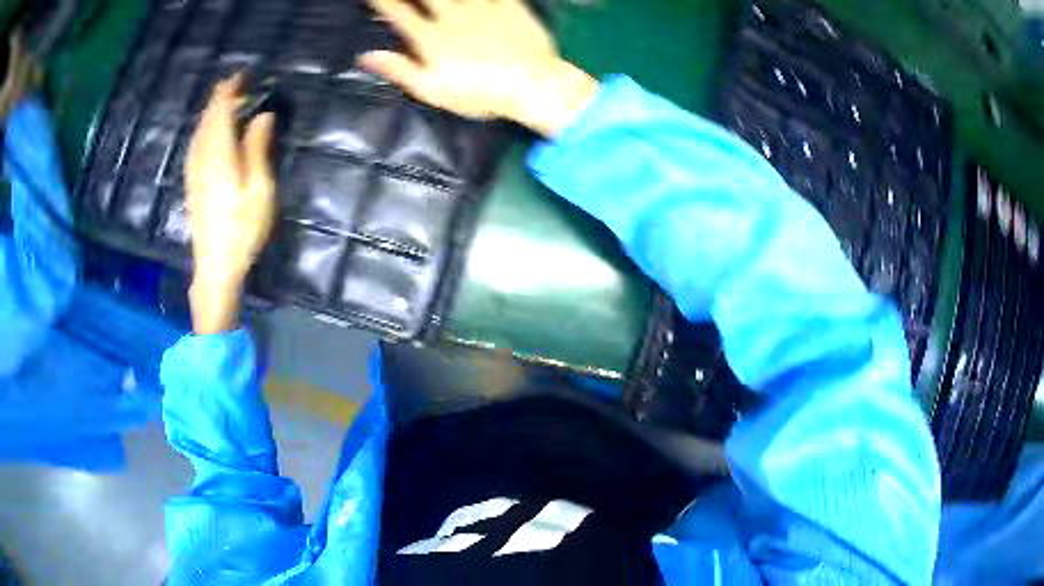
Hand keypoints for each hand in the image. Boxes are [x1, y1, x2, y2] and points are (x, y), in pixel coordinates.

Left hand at [184, 73, 275, 334]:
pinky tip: (211, 134)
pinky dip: (204, 130)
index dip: (230, 90)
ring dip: (211, 113)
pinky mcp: (191, 184)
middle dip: (220, 98)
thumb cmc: (242, 228)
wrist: (215, 266)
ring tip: (227, 105)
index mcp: (219, 154)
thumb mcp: (259, 187)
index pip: (220, 111)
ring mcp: (193, 172)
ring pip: (199, 131)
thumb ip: (258, 148)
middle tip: (239, 86)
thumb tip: (262, 116)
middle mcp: (201, 157)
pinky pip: (195, 145)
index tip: (243, 75)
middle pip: (207, 118)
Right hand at [359, 0, 597, 136]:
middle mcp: (453, 16)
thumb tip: (366, 56)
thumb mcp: (432, 89)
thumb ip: (399, 69)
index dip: (383, 2)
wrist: (532, 85)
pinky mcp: (510, 6)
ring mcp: (483, 8)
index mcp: (431, 37)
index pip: (399, 13)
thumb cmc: (479, 94)